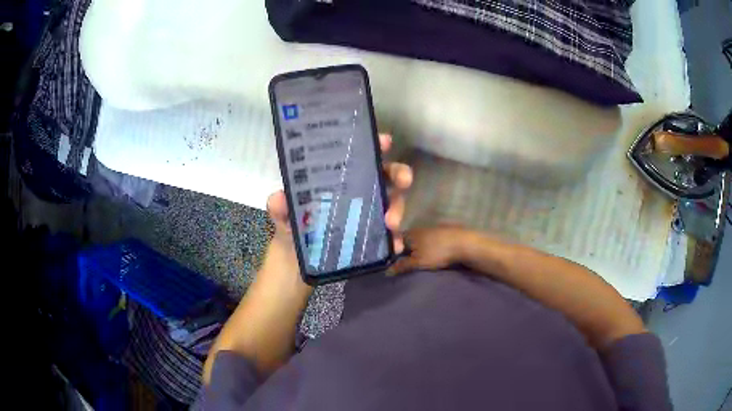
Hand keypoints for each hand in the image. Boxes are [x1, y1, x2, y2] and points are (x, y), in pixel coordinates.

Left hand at [266, 133, 412, 275]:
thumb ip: (280, 208)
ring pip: (392, 204)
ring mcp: (367, 217)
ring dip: (397, 208)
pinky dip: (395, 240)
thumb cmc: (292, 232)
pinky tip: (396, 245)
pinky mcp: (372, 240)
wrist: (296, 266)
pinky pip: (389, 237)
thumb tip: (279, 197)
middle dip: (398, 174)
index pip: (358, 157)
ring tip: (390, 222)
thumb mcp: (283, 219)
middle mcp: (356, 194)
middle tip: (404, 180)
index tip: (385, 141)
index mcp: (337, 181)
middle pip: (384, 177)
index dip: (374, 145)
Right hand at [387, 225, 470, 274]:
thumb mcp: (417, 262)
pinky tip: (432, 254)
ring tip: (418, 261)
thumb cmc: (438, 252)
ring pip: (420, 240)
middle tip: (405, 264)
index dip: (393, 251)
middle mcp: (419, 228)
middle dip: (406, 251)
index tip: (393, 262)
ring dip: (418, 249)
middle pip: (408, 240)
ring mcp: (433, 229)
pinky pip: (431, 241)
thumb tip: (387, 271)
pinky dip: (429, 247)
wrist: (464, 244)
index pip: (396, 241)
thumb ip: (402, 266)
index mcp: (410, 233)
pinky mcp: (444, 232)